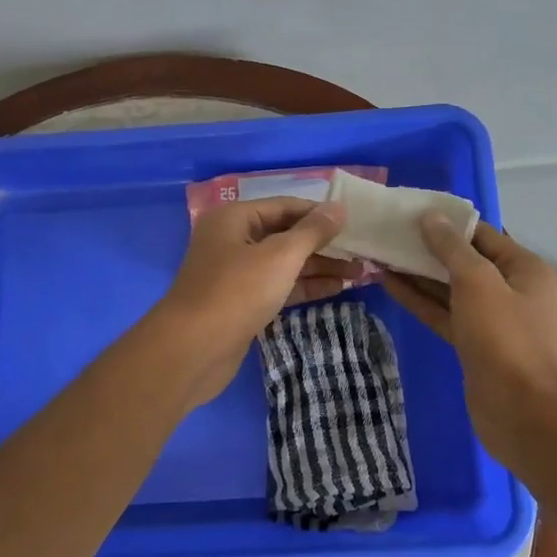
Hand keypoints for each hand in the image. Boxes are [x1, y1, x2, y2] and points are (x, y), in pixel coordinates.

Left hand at [156, 196, 349, 403]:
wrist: (193, 350)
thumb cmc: (237, 292)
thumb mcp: (280, 256)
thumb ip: (312, 231)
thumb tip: (338, 208)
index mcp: (234, 218)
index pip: (285, 206)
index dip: (320, 214)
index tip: (356, 223)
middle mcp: (232, 240)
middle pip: (285, 235)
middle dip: (323, 244)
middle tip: (363, 251)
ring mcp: (235, 273)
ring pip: (284, 263)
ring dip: (319, 267)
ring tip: (360, 272)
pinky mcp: (241, 303)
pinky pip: (278, 286)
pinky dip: (304, 286)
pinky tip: (337, 289)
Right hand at [384, 217, 556, 462]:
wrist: (521, 410)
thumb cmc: (504, 337)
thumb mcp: (478, 281)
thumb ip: (451, 247)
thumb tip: (430, 217)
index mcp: (522, 267)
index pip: (481, 234)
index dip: (446, 222)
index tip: (411, 212)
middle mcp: (509, 288)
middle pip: (463, 260)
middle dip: (427, 248)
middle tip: (389, 232)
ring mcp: (490, 318)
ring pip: (449, 288)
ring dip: (418, 274)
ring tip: (381, 254)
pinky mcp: (471, 343)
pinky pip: (443, 313)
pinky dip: (419, 300)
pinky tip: (388, 284)